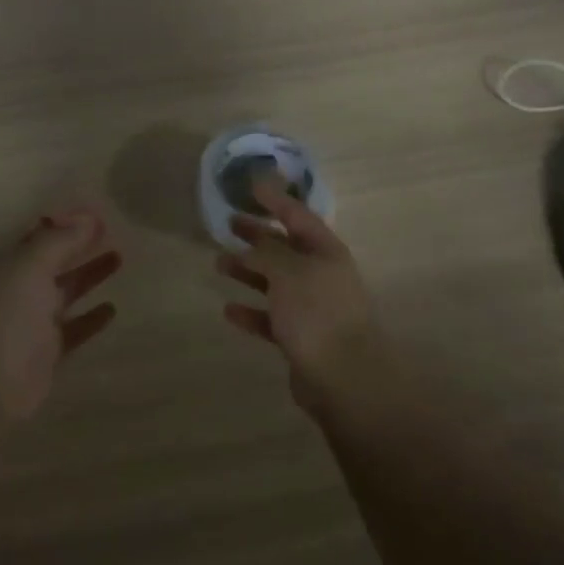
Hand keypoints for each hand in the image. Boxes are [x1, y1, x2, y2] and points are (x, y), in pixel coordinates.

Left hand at [0, 209, 122, 419]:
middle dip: (79, 246)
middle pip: (54, 261)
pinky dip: (91, 318)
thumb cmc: (5, 316)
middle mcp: (19, 289)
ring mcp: (33, 322)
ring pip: (65, 291)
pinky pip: (73, 329)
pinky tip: (112, 308)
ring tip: (118, 258)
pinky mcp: (47, 353)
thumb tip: (87, 219)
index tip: (95, 213)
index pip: (38, 236)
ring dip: (89, 275)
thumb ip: (58, 241)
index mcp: (9, 265)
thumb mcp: (29, 267)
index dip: (65, 223)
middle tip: (112, 231)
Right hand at [216, 176, 376, 393]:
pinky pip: (270, 318)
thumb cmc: (317, 313)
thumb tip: (251, 247)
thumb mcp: (289, 272)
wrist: (344, 378)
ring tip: (219, 263)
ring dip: (248, 271)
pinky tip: (229, 310)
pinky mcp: (301, 338)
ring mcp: (312, 308)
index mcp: (326, 252)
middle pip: (285, 248)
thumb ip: (267, 253)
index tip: (252, 186)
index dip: (276, 199)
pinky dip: (251, 312)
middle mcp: (321, 275)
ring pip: (275, 282)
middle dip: (258, 234)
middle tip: (229, 223)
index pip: (298, 216)